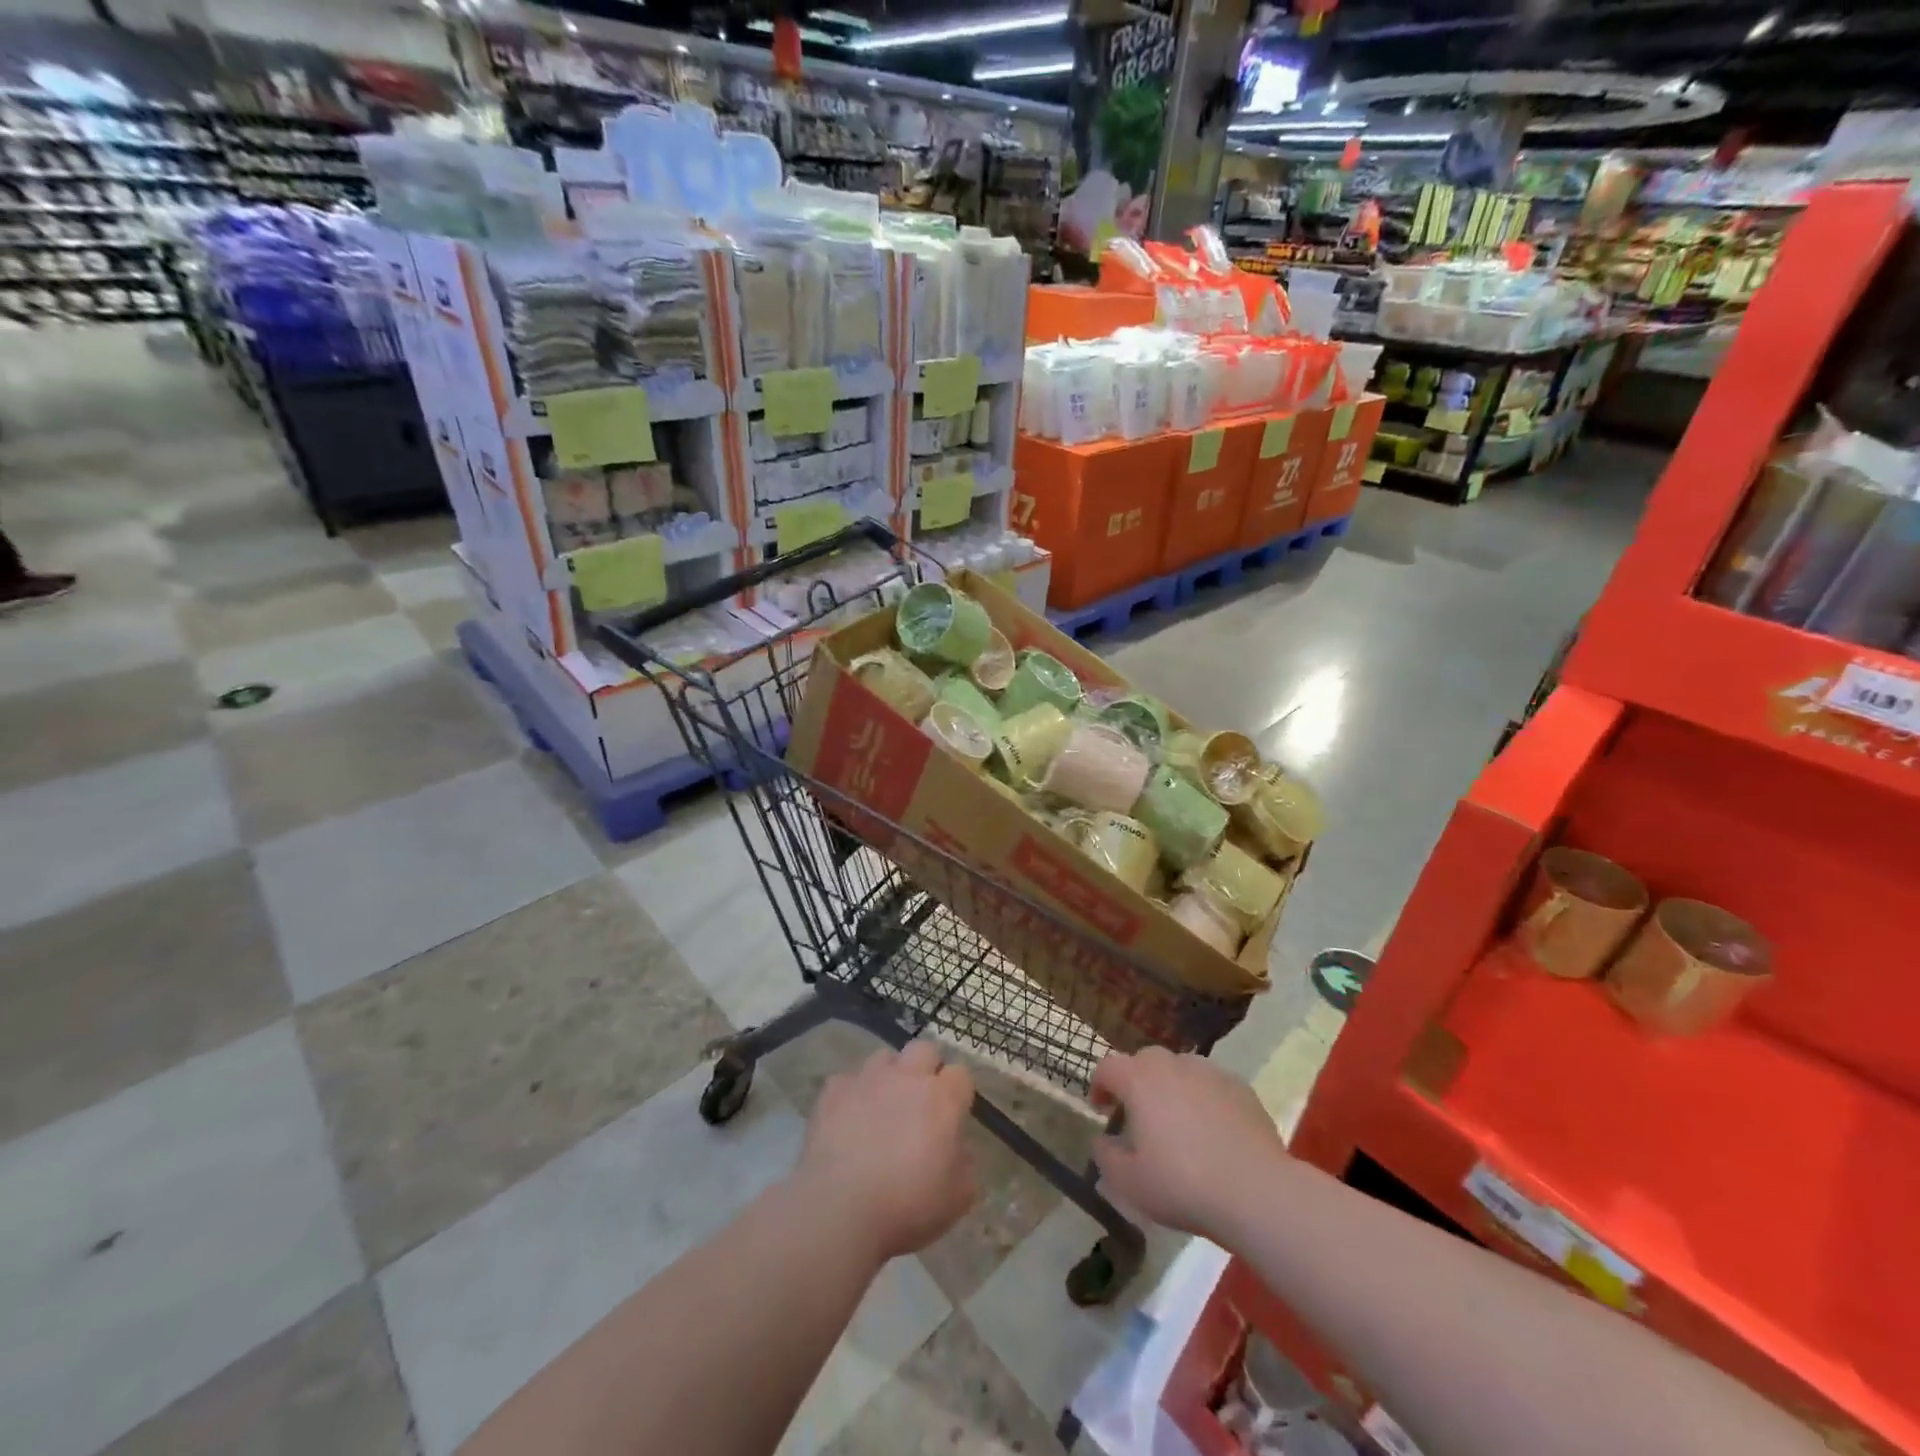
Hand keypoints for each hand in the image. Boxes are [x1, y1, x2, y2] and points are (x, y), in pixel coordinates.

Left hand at [792, 1041, 977, 1262]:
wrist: (840, 1209)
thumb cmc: (907, 1206)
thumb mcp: (957, 1198)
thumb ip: (966, 1165)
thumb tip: (960, 1149)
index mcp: (942, 1099)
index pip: (961, 1074)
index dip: (958, 1092)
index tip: (954, 1114)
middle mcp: (907, 1077)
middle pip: (924, 1050)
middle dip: (927, 1068)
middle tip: (920, 1101)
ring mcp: (868, 1079)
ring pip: (885, 1057)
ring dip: (889, 1075)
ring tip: (882, 1105)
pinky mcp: (834, 1090)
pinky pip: (848, 1080)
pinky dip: (852, 1094)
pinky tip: (848, 1118)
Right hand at [1090, 1048, 1286, 1241]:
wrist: (1256, 1192)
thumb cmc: (1182, 1184)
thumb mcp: (1129, 1182)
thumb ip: (1106, 1156)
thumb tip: (1104, 1140)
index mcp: (1139, 1080)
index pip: (1108, 1067)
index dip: (1099, 1086)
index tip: (1101, 1110)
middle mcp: (1172, 1064)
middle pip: (1144, 1062)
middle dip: (1136, 1083)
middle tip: (1138, 1117)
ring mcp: (1210, 1072)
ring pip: (1180, 1070)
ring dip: (1171, 1089)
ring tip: (1177, 1124)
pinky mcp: (1241, 1088)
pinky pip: (1211, 1086)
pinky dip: (1203, 1100)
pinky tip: (1212, 1132)